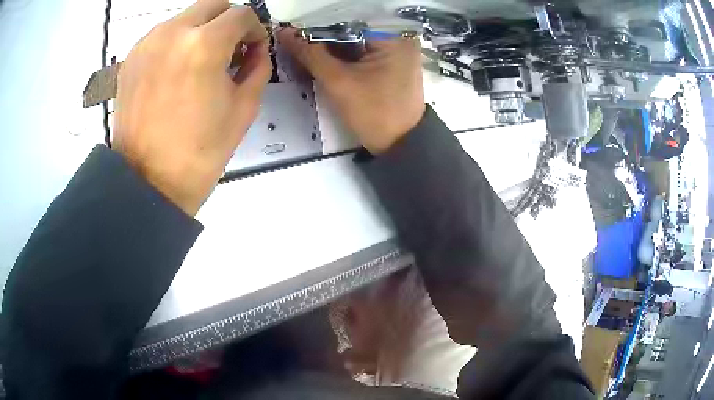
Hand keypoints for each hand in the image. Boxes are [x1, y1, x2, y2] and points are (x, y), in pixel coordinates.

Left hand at [113, 0, 270, 215]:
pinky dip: (176, 43)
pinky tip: (175, 72)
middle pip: (212, 6)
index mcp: (204, 44)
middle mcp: (173, 33)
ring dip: (200, 31)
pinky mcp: (131, 58)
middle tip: (229, 50)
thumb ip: (258, 67)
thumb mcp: (243, 109)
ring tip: (199, 63)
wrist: (148, 183)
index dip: (255, 29)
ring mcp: (147, 44)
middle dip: (227, 22)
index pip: (242, 14)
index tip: (253, 49)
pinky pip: (162, 35)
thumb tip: (256, 50)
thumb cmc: (199, 152)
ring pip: (185, 18)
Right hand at [278, 28, 424, 153]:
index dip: (319, 22)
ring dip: (331, 43)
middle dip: (324, 33)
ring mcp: (397, 49)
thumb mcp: (338, 82)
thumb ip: (310, 54)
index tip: (294, 29)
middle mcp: (399, 36)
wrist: (400, 145)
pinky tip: (322, 55)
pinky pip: (363, 49)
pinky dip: (343, 53)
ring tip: (304, 45)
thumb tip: (284, 33)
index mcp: (393, 36)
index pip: (349, 18)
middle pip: (353, 26)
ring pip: (356, 38)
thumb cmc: (374, 114)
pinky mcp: (392, 61)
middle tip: (295, 37)